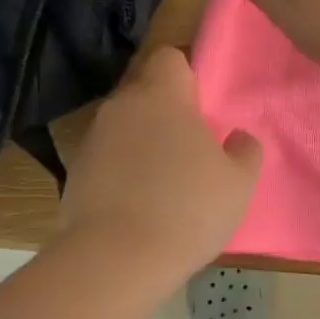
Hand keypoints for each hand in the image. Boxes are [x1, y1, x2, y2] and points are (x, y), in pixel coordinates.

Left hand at [61, 47, 260, 272]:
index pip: (170, 57)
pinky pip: (107, 157)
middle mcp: (121, 107)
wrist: (115, 261)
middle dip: (166, 110)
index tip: (203, 105)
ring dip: (142, 140)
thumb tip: (238, 138)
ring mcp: (92, 139)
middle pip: (145, 91)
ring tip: (164, 179)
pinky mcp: (74, 172)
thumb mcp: (238, 183)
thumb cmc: (187, 209)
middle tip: (191, 146)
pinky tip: (137, 203)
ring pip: (124, 125)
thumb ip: (245, 151)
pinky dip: (121, 169)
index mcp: (161, 97)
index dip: (188, 74)